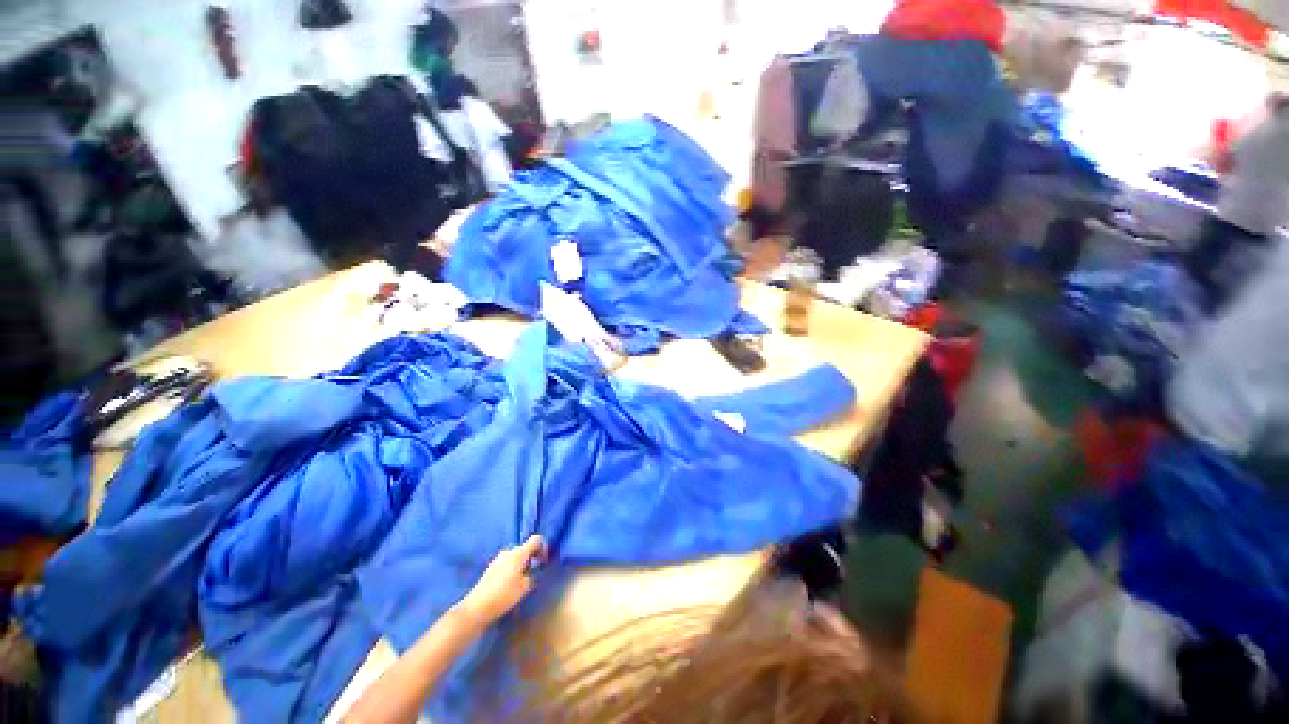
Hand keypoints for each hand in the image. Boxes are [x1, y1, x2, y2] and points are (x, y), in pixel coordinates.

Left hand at [458, 535, 546, 624]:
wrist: (477, 607)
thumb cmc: (504, 595)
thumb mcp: (525, 586)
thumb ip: (533, 575)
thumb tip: (534, 571)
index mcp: (519, 552)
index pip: (536, 539)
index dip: (543, 548)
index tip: (544, 562)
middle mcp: (508, 551)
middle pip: (525, 548)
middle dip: (532, 558)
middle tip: (534, 574)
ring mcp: (498, 559)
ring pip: (516, 557)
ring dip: (522, 565)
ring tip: (522, 582)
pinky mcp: (491, 569)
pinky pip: (507, 564)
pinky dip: (512, 570)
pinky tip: (510, 585)